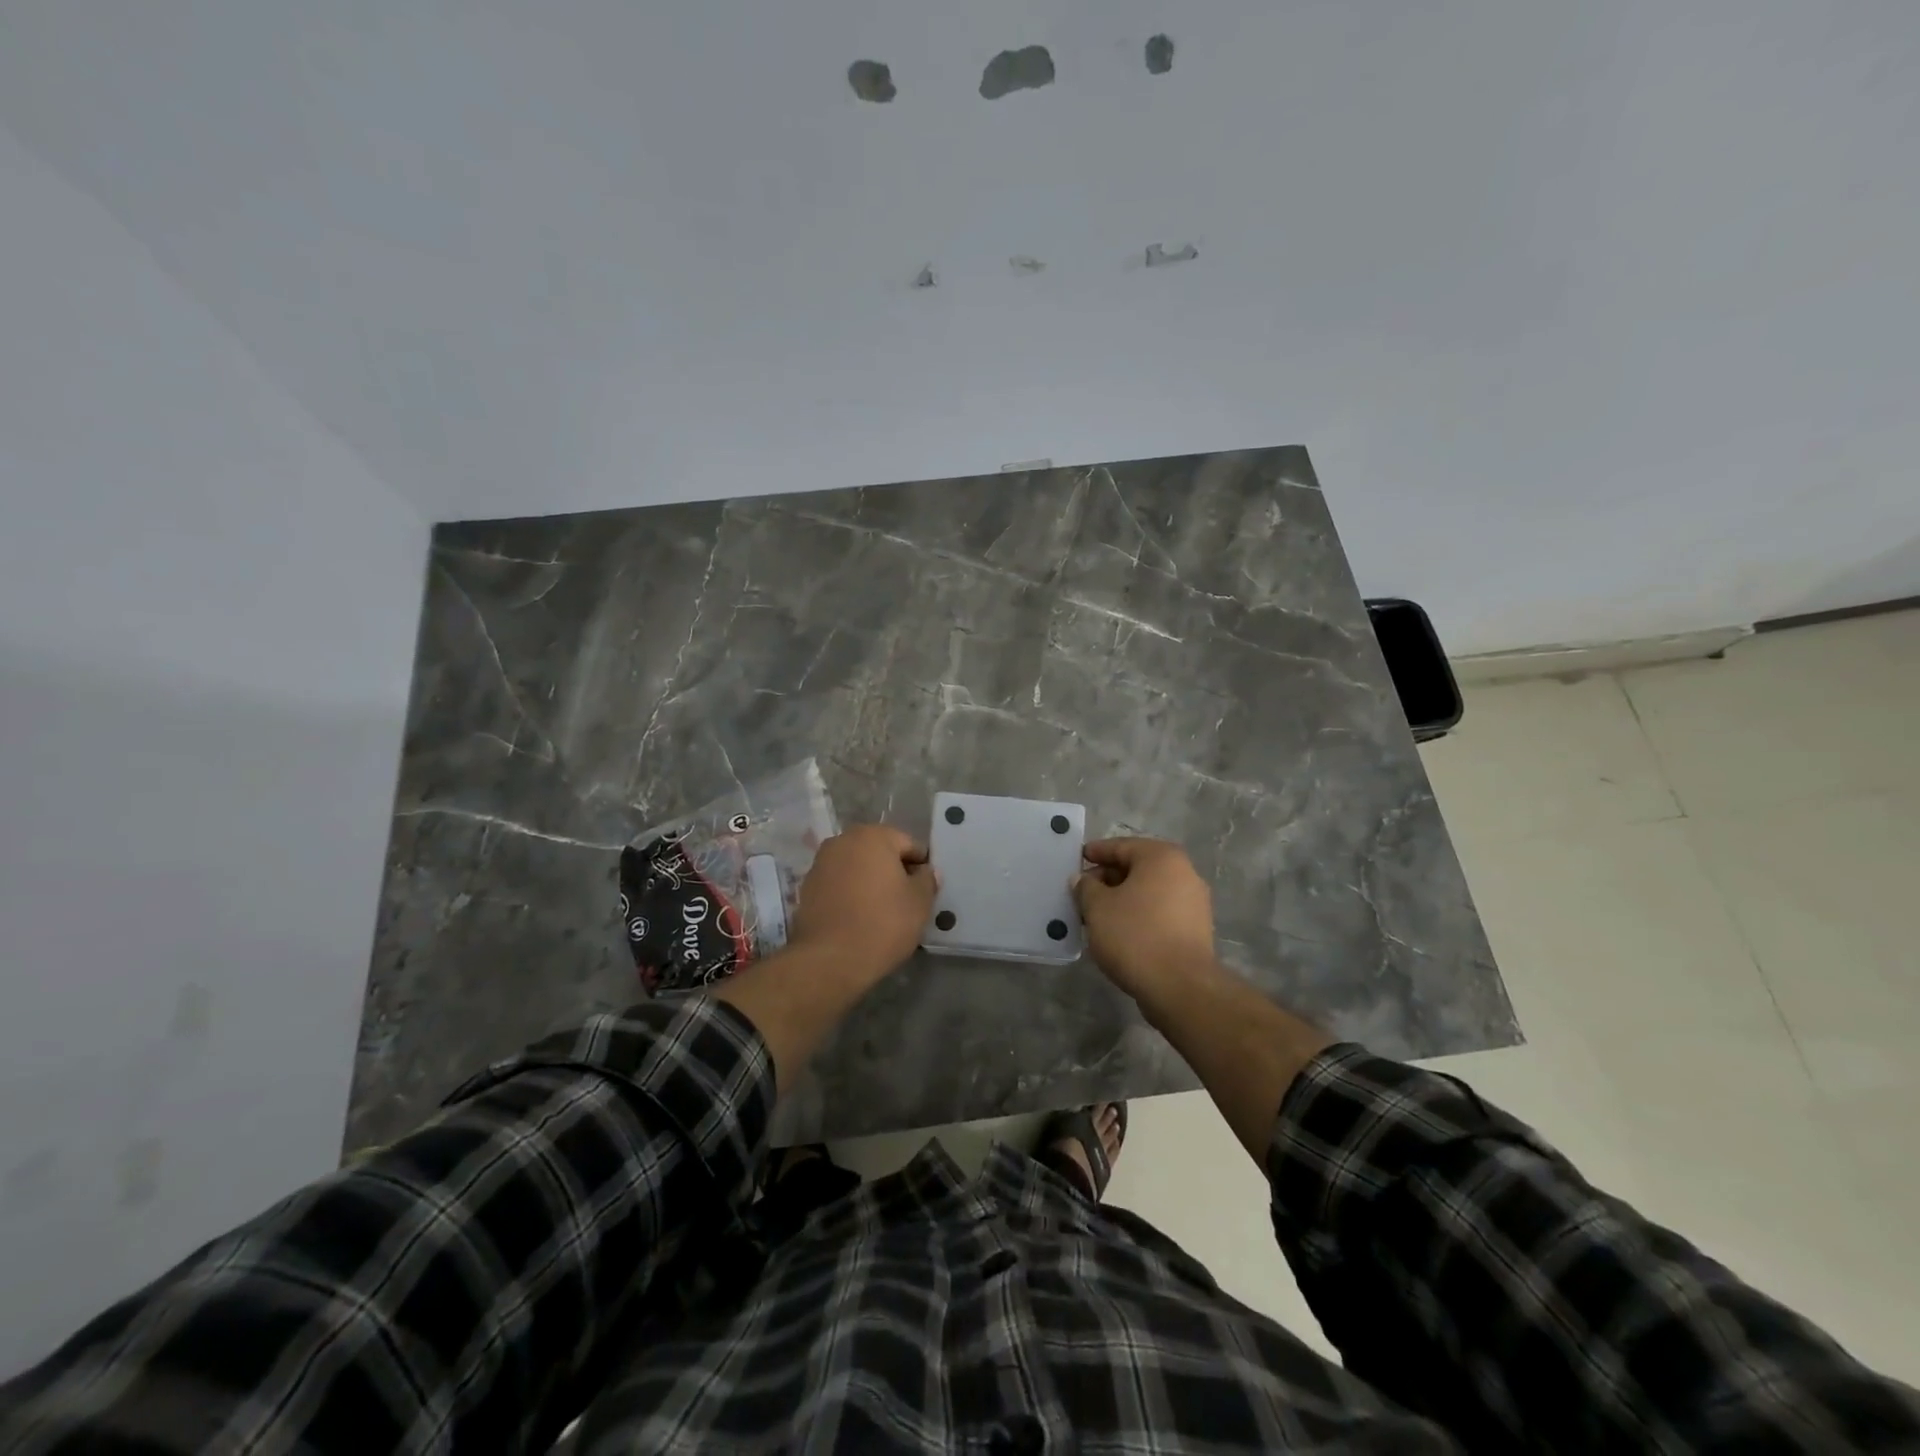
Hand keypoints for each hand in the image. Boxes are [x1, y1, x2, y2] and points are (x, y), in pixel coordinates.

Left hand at [788, 825, 937, 979]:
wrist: (830, 959)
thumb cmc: (883, 923)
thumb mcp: (920, 903)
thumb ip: (927, 880)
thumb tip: (926, 871)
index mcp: (873, 836)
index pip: (908, 844)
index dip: (921, 866)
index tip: (925, 890)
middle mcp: (843, 841)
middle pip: (879, 852)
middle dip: (893, 871)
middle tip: (906, 900)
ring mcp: (821, 863)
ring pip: (857, 867)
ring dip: (870, 881)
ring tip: (882, 911)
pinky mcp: (807, 887)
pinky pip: (839, 884)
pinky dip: (851, 893)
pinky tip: (859, 917)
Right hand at [1073, 838, 1218, 1001]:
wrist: (1180, 987)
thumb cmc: (1135, 935)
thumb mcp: (1097, 907)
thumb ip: (1086, 887)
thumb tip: (1083, 880)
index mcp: (1161, 857)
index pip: (1121, 846)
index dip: (1096, 852)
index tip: (1077, 860)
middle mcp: (1184, 872)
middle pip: (1137, 868)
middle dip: (1108, 878)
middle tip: (1082, 892)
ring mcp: (1194, 902)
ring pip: (1149, 892)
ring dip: (1123, 898)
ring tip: (1097, 914)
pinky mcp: (1196, 929)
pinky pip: (1160, 912)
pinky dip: (1139, 915)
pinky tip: (1120, 931)